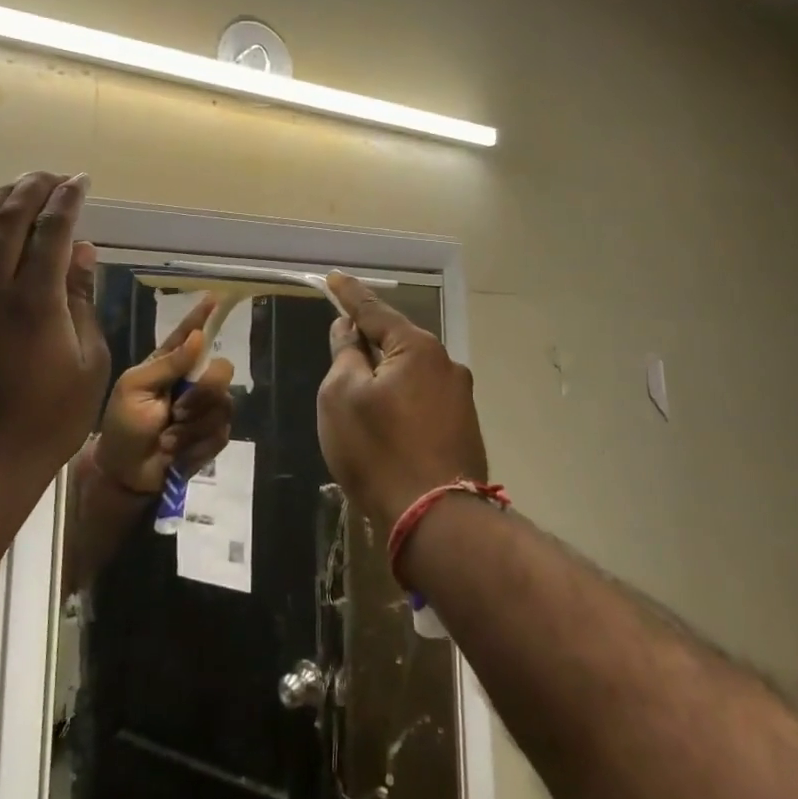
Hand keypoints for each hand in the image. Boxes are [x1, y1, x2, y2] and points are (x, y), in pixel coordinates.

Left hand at [0, 172, 110, 474]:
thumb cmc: (50, 418)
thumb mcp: (88, 362)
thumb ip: (82, 302)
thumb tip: (82, 255)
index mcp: (34, 300)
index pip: (51, 231)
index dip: (67, 200)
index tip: (81, 181)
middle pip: (8, 221)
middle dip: (31, 189)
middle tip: (52, 175)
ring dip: (0, 203)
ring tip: (19, 186)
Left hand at [95, 294, 236, 494]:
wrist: (124, 473)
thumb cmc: (122, 426)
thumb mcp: (134, 389)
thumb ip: (167, 364)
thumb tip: (199, 337)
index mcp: (169, 364)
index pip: (190, 334)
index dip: (204, 316)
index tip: (217, 297)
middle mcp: (192, 382)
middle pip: (222, 370)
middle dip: (203, 393)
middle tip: (177, 411)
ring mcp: (204, 409)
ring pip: (223, 404)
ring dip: (193, 425)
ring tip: (168, 437)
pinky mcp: (212, 436)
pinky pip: (221, 432)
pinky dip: (196, 444)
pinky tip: (177, 451)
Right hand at [316, 272, 488, 536]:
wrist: (436, 520)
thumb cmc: (379, 451)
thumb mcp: (341, 397)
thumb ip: (345, 355)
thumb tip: (350, 331)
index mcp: (417, 348)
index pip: (374, 310)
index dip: (349, 294)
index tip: (333, 278)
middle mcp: (446, 364)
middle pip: (396, 342)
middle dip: (367, 342)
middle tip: (340, 348)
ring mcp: (460, 397)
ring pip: (410, 373)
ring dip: (384, 376)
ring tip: (359, 400)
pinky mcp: (464, 428)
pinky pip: (423, 399)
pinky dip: (400, 401)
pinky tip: (386, 426)